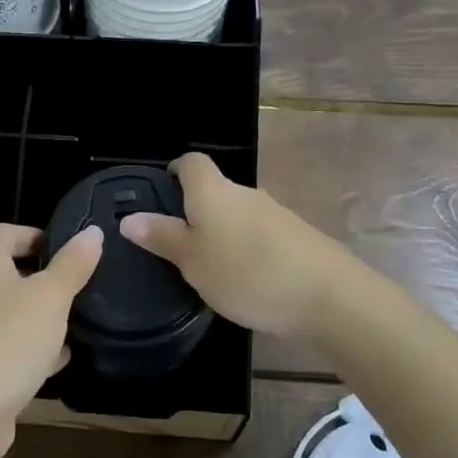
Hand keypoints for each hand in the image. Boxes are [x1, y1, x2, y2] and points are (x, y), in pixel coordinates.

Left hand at [0, 222, 102, 457]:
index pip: (9, 232)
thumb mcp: (51, 298)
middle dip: (45, 279)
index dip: (41, 235)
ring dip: (39, 316)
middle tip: (80, 288)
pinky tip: (56, 360)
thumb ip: (73, 264)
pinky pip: (3, 344)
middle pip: (9, 271)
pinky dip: (27, 347)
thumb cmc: (7, 343)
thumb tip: (92, 231)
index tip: (73, 252)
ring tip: (75, 323)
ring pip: (8, 310)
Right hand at [118, 153, 347, 341]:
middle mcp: (244, 193)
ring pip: (236, 214)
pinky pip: (258, 234)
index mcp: (214, 191)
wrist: (329, 296)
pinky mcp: (295, 238)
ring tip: (206, 266)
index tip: (160, 193)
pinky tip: (243, 280)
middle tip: (174, 242)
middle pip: (214, 189)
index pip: (191, 162)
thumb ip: (162, 237)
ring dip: (221, 232)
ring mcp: (274, 214)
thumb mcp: (193, 261)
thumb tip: (129, 217)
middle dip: (194, 209)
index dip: (173, 171)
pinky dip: (245, 248)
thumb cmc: (247, 273)